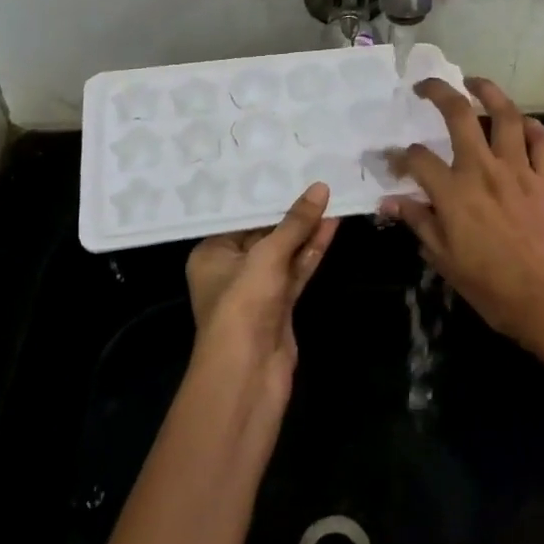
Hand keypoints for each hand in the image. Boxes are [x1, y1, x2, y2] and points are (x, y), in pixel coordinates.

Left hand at [186, 183, 338, 406]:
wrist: (248, 375)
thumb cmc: (243, 305)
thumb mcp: (267, 255)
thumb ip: (295, 223)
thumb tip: (320, 187)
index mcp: (212, 254)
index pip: (241, 218)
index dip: (266, 196)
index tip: (289, 169)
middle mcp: (231, 269)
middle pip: (264, 234)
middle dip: (291, 212)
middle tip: (316, 179)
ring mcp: (257, 290)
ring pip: (285, 252)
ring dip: (307, 230)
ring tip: (332, 196)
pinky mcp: (280, 306)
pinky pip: (297, 270)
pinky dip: (312, 250)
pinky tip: (331, 226)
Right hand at [380, 79, 543, 375]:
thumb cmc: (496, 292)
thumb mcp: (447, 263)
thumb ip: (419, 224)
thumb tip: (389, 202)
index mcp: (455, 194)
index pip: (417, 159)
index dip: (398, 156)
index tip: (390, 159)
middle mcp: (485, 171)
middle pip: (459, 114)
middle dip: (438, 92)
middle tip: (425, 86)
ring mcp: (521, 171)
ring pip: (506, 115)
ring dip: (489, 92)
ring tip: (474, 82)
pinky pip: (543, 141)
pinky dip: (533, 127)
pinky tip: (523, 124)